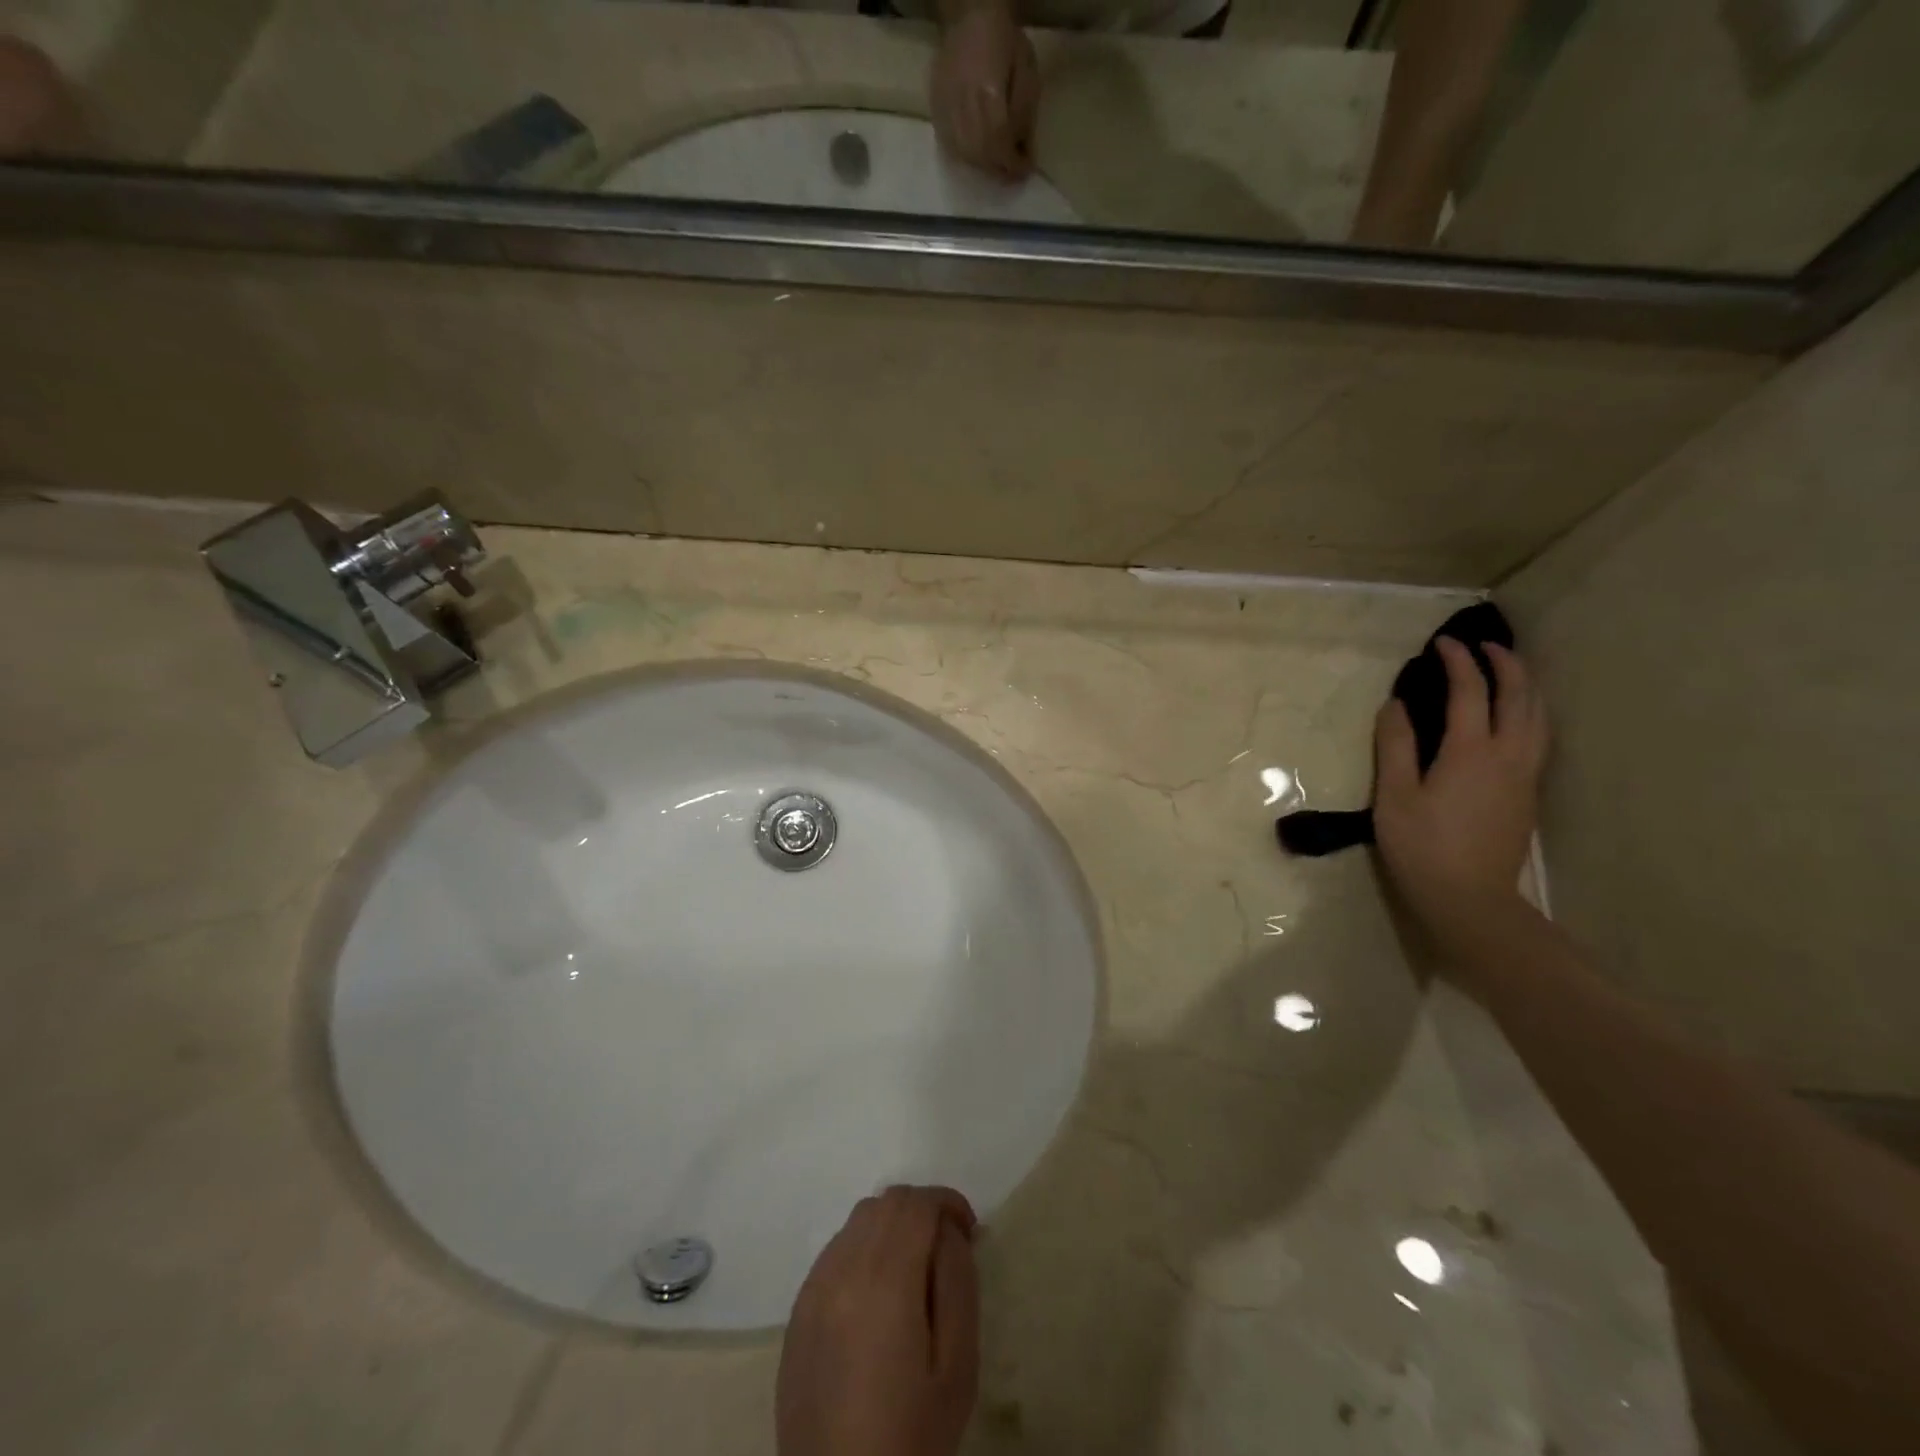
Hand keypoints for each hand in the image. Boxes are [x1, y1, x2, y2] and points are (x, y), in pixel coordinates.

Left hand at [777, 1185, 980, 1455]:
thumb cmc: (910, 1438)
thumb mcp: (957, 1366)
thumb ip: (957, 1283)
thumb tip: (948, 1232)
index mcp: (884, 1281)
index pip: (916, 1204)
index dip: (948, 1203)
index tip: (969, 1230)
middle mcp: (841, 1270)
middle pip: (885, 1203)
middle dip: (921, 1211)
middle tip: (946, 1248)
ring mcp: (813, 1290)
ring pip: (857, 1221)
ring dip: (890, 1227)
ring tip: (913, 1270)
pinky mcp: (797, 1313)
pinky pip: (835, 1252)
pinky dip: (863, 1250)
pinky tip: (878, 1295)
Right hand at [930, 0, 1038, 179]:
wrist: (969, 16)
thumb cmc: (1004, 40)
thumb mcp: (1026, 71)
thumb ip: (1024, 114)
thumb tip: (1022, 151)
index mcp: (988, 96)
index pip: (1000, 146)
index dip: (1013, 164)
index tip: (1025, 170)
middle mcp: (964, 109)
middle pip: (982, 157)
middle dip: (999, 169)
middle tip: (1012, 171)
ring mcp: (946, 112)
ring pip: (965, 157)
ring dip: (983, 166)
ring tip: (996, 162)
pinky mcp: (936, 112)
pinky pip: (950, 148)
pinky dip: (966, 157)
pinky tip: (977, 152)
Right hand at [1372, 638, 1547, 948]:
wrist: (1469, 898)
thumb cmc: (1422, 846)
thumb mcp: (1394, 795)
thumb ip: (1395, 746)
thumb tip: (1396, 704)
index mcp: (1470, 751)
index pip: (1469, 692)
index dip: (1458, 662)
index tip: (1442, 644)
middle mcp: (1508, 755)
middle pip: (1519, 696)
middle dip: (1505, 664)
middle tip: (1483, 645)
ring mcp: (1525, 775)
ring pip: (1538, 717)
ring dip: (1526, 686)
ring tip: (1508, 672)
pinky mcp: (1528, 794)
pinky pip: (1539, 737)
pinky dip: (1529, 711)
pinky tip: (1515, 718)